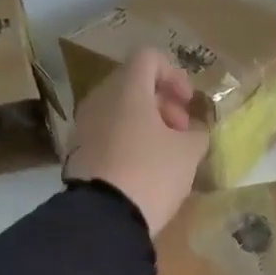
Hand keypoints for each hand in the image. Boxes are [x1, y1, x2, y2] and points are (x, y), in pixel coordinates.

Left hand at [65, 47, 208, 235]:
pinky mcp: (78, 151)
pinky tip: (145, 168)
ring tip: (166, 153)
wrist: (105, 216)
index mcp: (127, 90)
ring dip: (146, 123)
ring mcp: (85, 125)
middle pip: (133, 84)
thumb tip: (193, 132)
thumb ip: (197, 134)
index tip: (189, 102)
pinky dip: (129, 140)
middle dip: (162, 102)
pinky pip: (109, 134)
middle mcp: (100, 99)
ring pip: (120, 110)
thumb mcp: (189, 153)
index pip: (149, 58)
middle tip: (182, 130)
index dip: (174, 74)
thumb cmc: (152, 173)